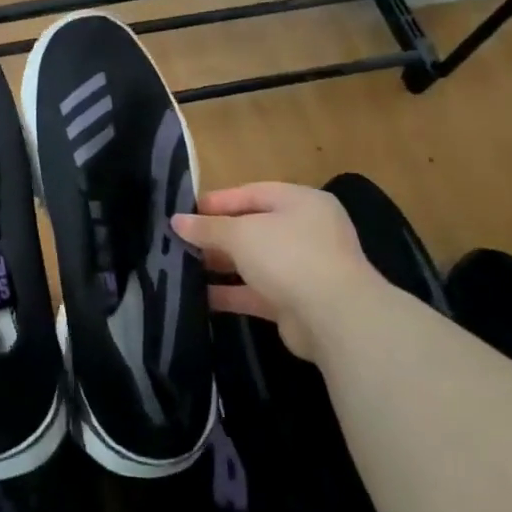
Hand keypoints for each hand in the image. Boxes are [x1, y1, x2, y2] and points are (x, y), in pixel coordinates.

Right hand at [172, 181, 381, 358]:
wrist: (335, 318)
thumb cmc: (288, 256)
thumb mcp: (241, 234)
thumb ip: (207, 227)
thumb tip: (176, 221)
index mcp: (301, 202)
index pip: (252, 193)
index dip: (217, 201)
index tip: (184, 212)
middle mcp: (306, 231)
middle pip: (252, 228)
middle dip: (216, 235)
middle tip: (180, 241)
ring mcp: (303, 268)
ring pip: (253, 261)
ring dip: (221, 264)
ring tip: (183, 266)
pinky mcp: (296, 301)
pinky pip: (256, 292)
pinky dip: (230, 293)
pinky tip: (199, 295)